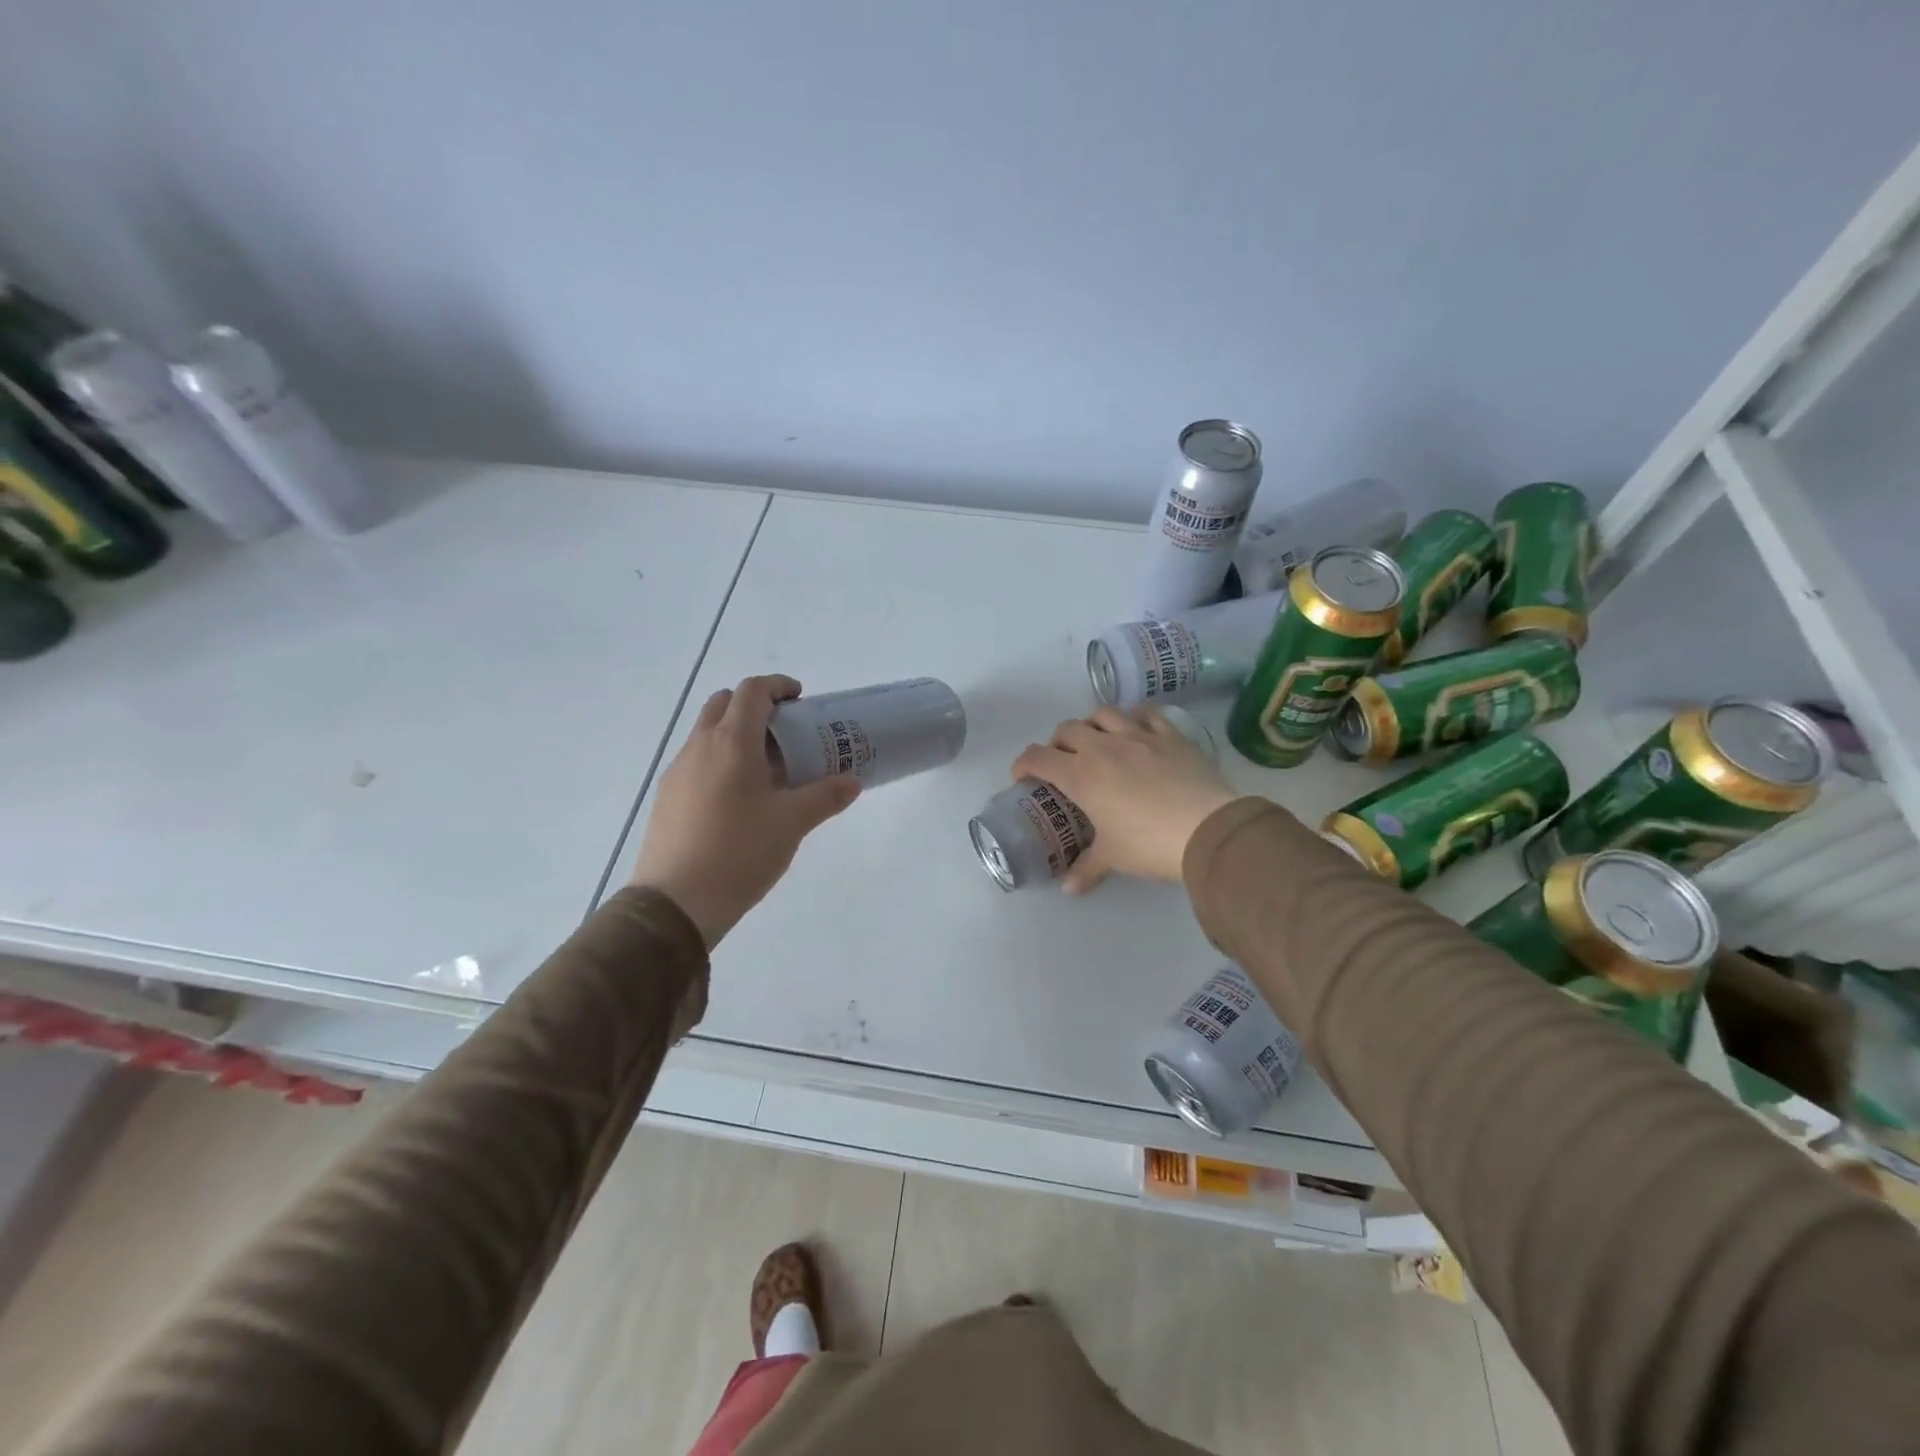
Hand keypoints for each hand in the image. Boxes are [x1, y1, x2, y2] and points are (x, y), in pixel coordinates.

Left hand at [629, 675, 860, 946]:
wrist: (676, 902)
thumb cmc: (739, 852)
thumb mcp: (792, 823)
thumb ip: (825, 796)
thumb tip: (853, 782)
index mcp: (731, 742)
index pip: (752, 691)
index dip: (778, 686)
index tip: (801, 699)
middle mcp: (699, 747)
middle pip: (723, 704)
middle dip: (755, 706)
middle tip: (785, 731)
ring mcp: (678, 772)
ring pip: (707, 733)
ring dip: (736, 734)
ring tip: (768, 769)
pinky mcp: (668, 798)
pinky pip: (697, 761)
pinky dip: (721, 760)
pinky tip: (740, 799)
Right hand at [1011, 705, 1238, 893]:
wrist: (1207, 830)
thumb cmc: (1148, 844)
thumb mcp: (1113, 857)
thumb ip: (1087, 868)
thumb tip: (1068, 888)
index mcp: (1080, 775)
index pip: (1037, 757)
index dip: (1023, 764)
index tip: (1022, 777)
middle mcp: (1103, 747)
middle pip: (1067, 729)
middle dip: (1057, 743)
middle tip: (1063, 763)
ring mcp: (1139, 736)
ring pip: (1104, 713)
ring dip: (1092, 724)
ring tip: (1097, 741)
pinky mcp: (1171, 735)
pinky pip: (1147, 714)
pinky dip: (1135, 718)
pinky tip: (1137, 730)